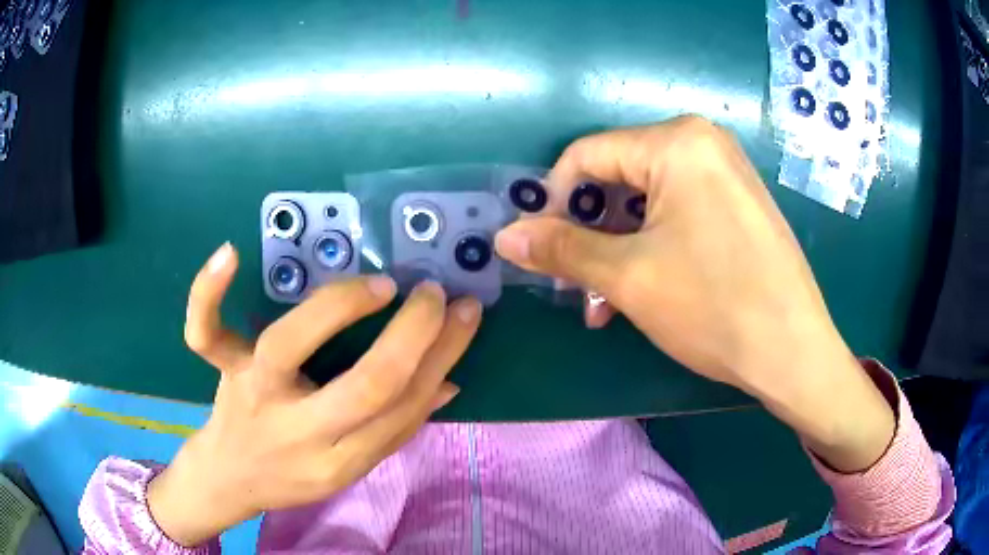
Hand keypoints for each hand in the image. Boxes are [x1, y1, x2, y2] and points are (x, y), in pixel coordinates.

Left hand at [147, 243, 481, 546]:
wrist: (229, 477)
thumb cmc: (293, 475)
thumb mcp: (349, 468)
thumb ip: (395, 429)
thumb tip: (446, 383)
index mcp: (339, 462)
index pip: (404, 410)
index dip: (441, 358)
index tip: (464, 314)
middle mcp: (298, 432)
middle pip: (363, 387)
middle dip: (411, 336)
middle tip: (434, 293)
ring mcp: (252, 394)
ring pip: (287, 346)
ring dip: (338, 308)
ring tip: (378, 286)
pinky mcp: (222, 370)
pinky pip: (204, 333)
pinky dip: (209, 292)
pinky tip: (231, 253)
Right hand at [495, 117, 893, 471]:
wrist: (795, 352)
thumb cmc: (715, 307)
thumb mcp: (628, 277)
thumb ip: (562, 249)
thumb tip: (506, 235)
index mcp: (676, 142)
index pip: (586, 156)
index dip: (553, 202)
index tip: (542, 250)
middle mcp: (703, 142)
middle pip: (618, 178)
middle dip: (590, 234)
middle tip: (578, 287)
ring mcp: (726, 171)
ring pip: (647, 201)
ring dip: (618, 249)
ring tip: (607, 302)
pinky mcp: (739, 201)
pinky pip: (679, 211)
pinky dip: (653, 246)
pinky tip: (645, 288)